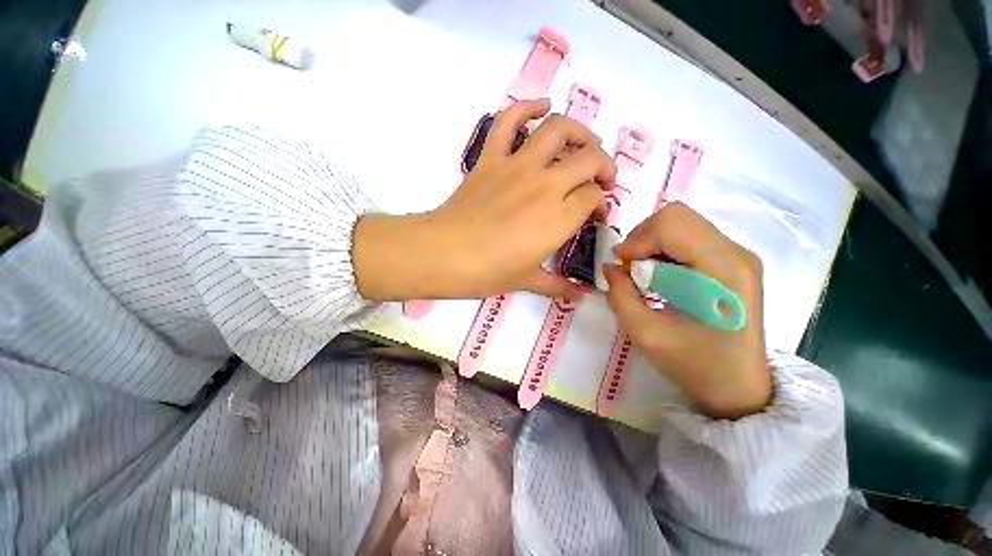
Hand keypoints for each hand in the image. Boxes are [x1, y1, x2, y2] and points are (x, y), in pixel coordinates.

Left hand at [354, 98, 615, 301]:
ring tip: (582, 144)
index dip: (600, 202)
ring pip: (558, 130)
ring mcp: (517, 166)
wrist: (445, 254)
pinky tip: (541, 108)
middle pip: (589, 159)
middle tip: (600, 179)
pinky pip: (509, 120)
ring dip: (579, 132)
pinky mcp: (491, 158)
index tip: (595, 211)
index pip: (593, 197)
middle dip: (603, 166)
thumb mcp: (528, 280)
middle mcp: (546, 185)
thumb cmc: (489, 272)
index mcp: (559, 218)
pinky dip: (527, 107)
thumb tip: (581, 297)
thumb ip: (558, 286)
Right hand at [603, 202, 770, 418]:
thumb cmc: (696, 366)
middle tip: (629, 267)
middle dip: (642, 237)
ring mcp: (737, 255)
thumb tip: (610, 267)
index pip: (672, 224)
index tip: (621, 265)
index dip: (638, 239)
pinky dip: (663, 249)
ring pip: (681, 224)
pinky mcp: (732, 262)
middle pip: (677, 216)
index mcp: (723, 269)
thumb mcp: (646, 334)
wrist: (739, 388)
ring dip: (652, 243)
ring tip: (642, 274)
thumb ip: (620, 296)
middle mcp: (736, 253)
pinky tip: (659, 275)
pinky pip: (689, 238)